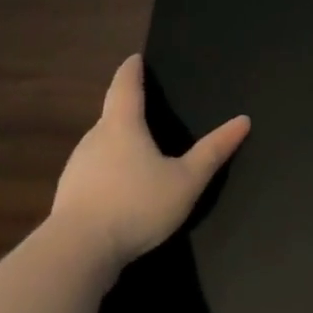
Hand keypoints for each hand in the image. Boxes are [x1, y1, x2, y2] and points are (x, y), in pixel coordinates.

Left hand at [48, 55, 249, 270]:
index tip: (134, 58)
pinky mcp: (69, 196)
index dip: (132, 71)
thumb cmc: (136, 205)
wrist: (76, 254)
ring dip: (117, 142)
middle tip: (146, 107)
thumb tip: (244, 120)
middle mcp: (94, 140)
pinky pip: (93, 171)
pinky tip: (120, 187)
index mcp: (122, 127)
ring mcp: (77, 169)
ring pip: (101, 145)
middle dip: (127, 109)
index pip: (126, 87)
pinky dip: (107, 170)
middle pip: (111, 116)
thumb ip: (214, 151)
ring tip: (138, 149)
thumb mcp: (187, 180)